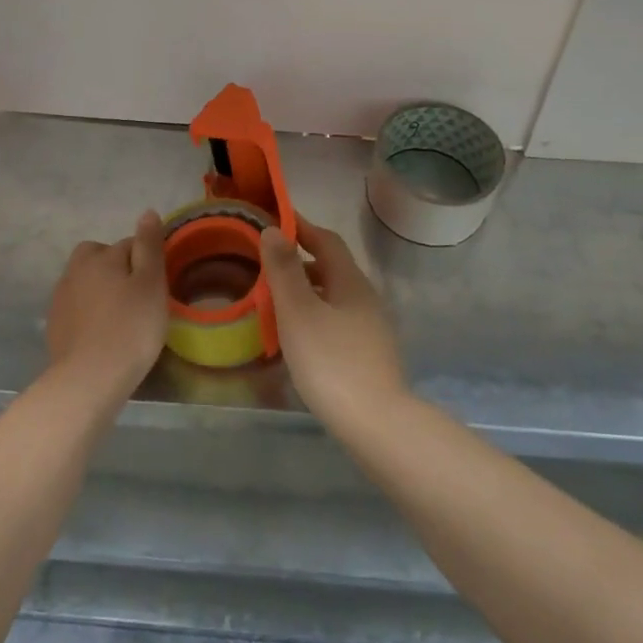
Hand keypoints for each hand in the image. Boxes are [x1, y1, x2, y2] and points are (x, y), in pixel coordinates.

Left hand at [45, 210, 167, 398]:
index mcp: (99, 256)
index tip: (157, 286)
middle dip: (117, 268)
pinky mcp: (54, 324)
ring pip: (86, 281)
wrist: (89, 379)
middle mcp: (75, 270)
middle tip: (137, 296)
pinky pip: (77, 306)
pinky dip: (90, 312)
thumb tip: (147, 212)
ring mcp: (60, 298)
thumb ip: (149, 246)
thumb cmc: (130, 327)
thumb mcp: (151, 283)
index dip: (147, 262)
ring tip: (121, 316)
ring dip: (101, 290)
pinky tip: (103, 332)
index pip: (129, 244)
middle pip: (100, 257)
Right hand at [259, 219, 408, 431]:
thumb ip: (284, 271)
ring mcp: (370, 328)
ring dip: (306, 290)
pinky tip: (297, 336)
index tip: (274, 219)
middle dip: (300, 259)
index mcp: (350, 281)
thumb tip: (273, 230)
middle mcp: (365, 298)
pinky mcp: (369, 355)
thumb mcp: (298, 312)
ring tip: (275, 299)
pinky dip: (314, 315)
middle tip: (266, 261)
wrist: (376, 424)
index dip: (301, 226)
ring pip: (333, 296)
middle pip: (332, 267)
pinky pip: (336, 321)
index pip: (326, 240)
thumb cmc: (331, 361)